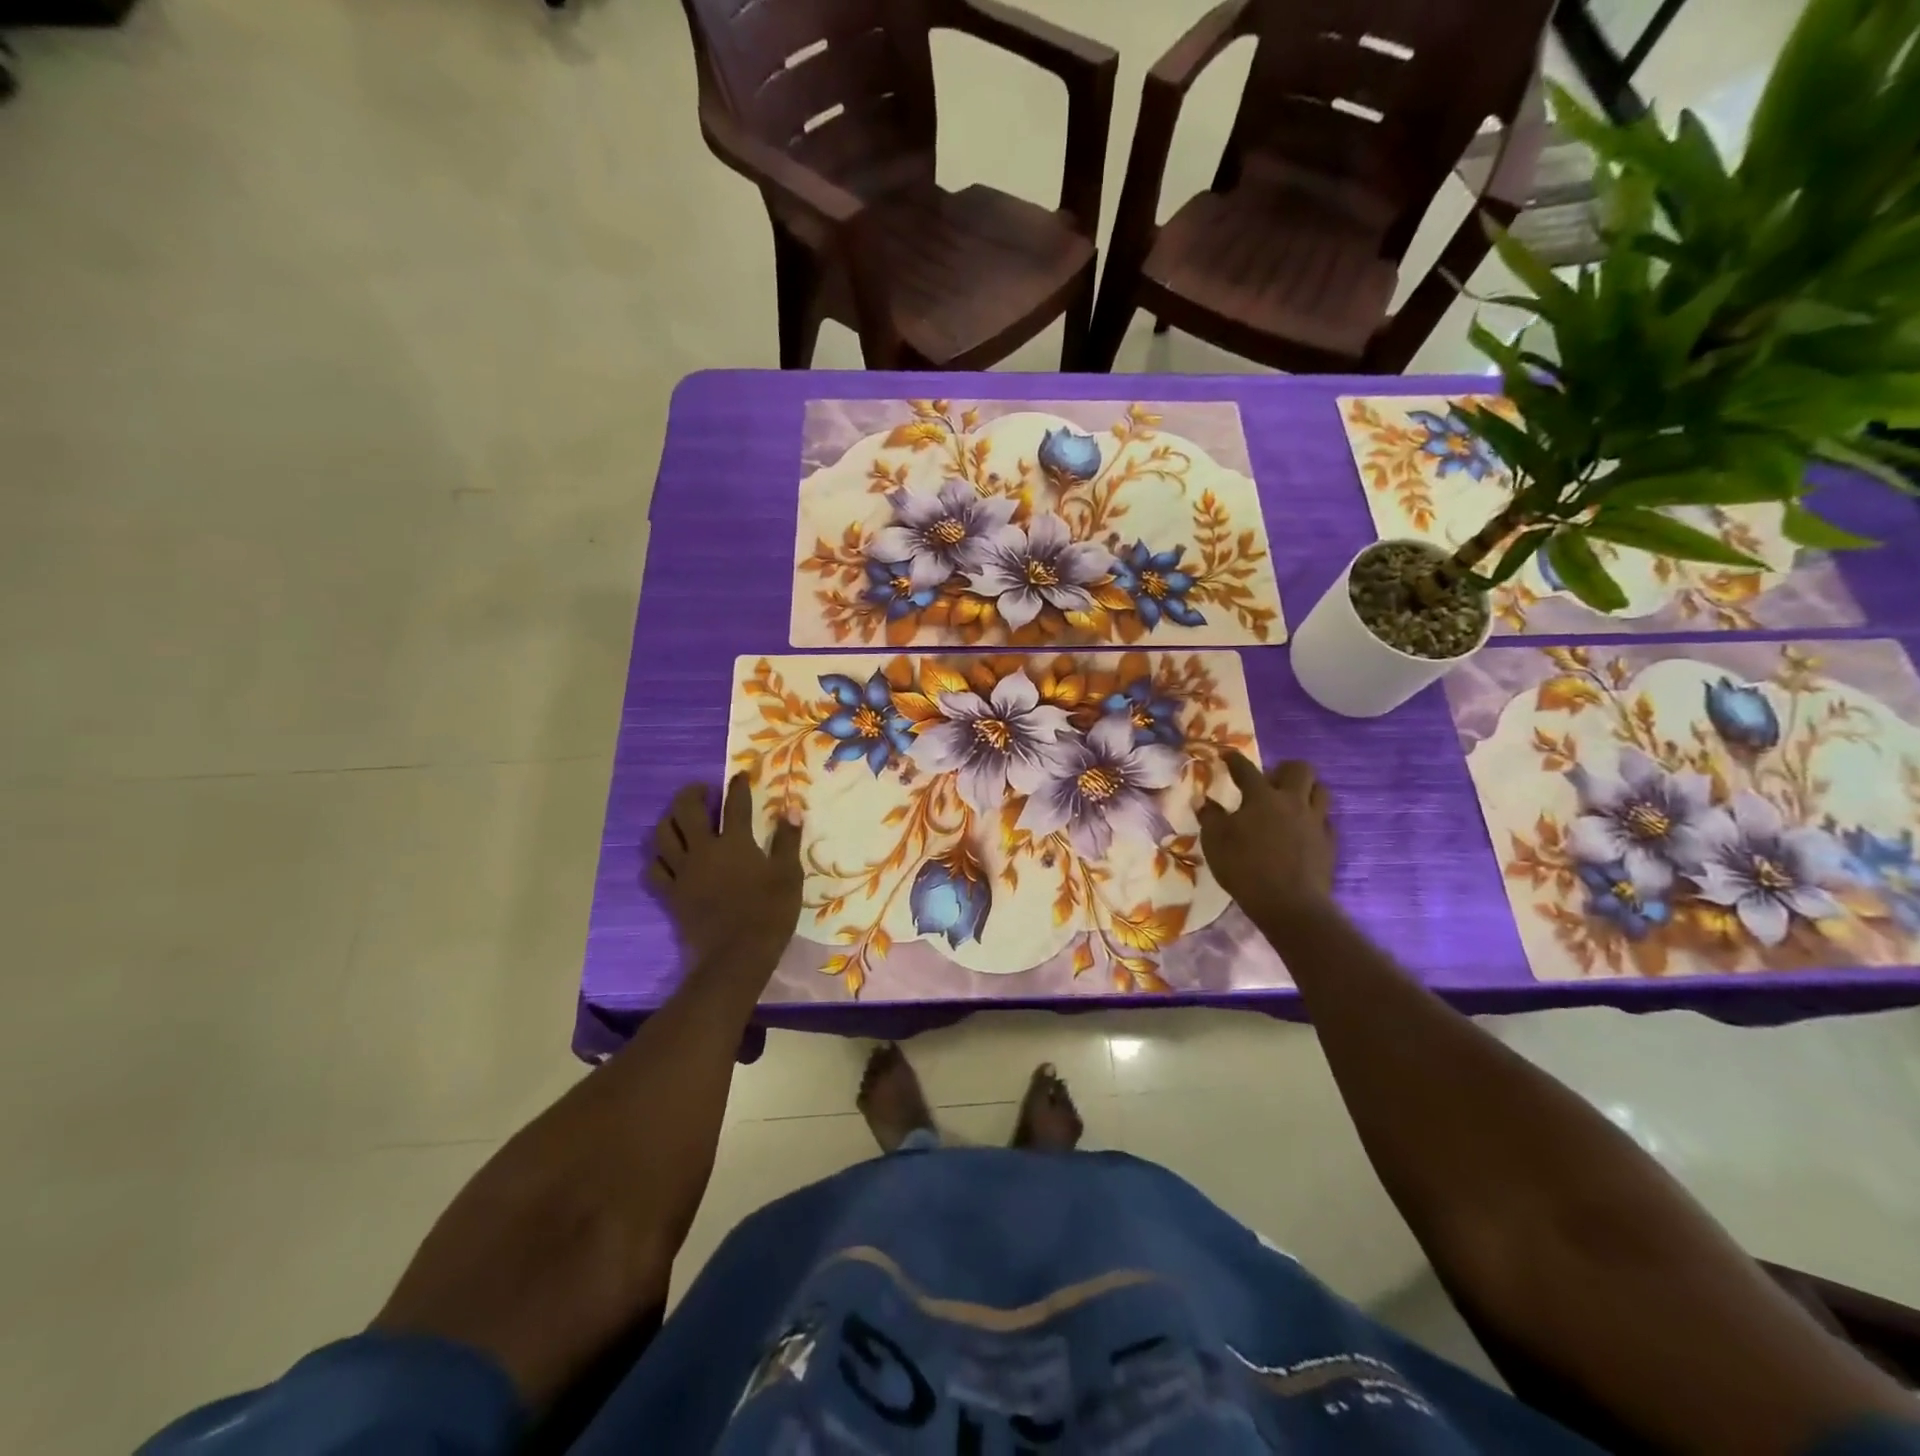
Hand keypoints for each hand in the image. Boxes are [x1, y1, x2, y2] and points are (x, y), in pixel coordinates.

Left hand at [648, 774, 802, 968]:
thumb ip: (787, 840)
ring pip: (663, 835)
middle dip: (692, 793)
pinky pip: (654, 870)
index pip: (734, 804)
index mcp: (734, 842)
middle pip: (686, 810)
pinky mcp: (671, 894)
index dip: (737, 786)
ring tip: (680, 818)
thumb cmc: (769, 912)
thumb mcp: (788, 874)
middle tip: (702, 790)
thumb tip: (791, 810)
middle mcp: (703, 850)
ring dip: (670, 820)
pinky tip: (666, 858)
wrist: (737, 955)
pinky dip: (658, 859)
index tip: (740, 775)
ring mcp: (683, 872)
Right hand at [1197, 751, 1335, 924]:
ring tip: (1290, 803)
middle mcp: (1293, 802)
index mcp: (1262, 797)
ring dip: (1306, 791)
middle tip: (1270, 783)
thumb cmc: (1245, 869)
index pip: (1246, 769)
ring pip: (1320, 790)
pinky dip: (1314, 820)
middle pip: (1300, 769)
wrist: (1290, 904)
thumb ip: (1210, 818)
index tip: (1226, 755)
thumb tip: (1206, 802)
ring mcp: (1315, 822)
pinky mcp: (1329, 843)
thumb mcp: (1215, 842)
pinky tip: (1302, 831)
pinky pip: (1326, 821)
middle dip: (1284, 769)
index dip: (1234, 759)